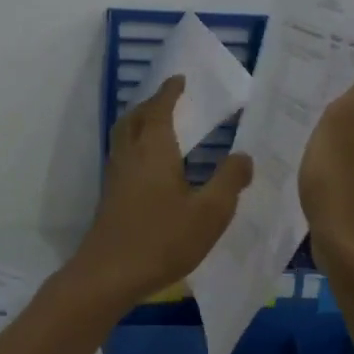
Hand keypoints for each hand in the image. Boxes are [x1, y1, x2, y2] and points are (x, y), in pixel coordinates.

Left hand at [70, 77, 254, 307]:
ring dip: (139, 123)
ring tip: (158, 126)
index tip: (179, 79)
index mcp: (154, 150)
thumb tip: (244, 155)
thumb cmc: (163, 239)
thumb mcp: (210, 213)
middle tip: (168, 99)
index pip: (160, 109)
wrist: (109, 274)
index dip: (170, 92)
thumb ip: (229, 181)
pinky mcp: (109, 197)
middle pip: (135, 118)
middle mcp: (130, 155)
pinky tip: (148, 166)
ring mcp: (115, 176)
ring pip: (123, 137)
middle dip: (151, 104)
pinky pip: (121, 156)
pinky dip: (134, 146)